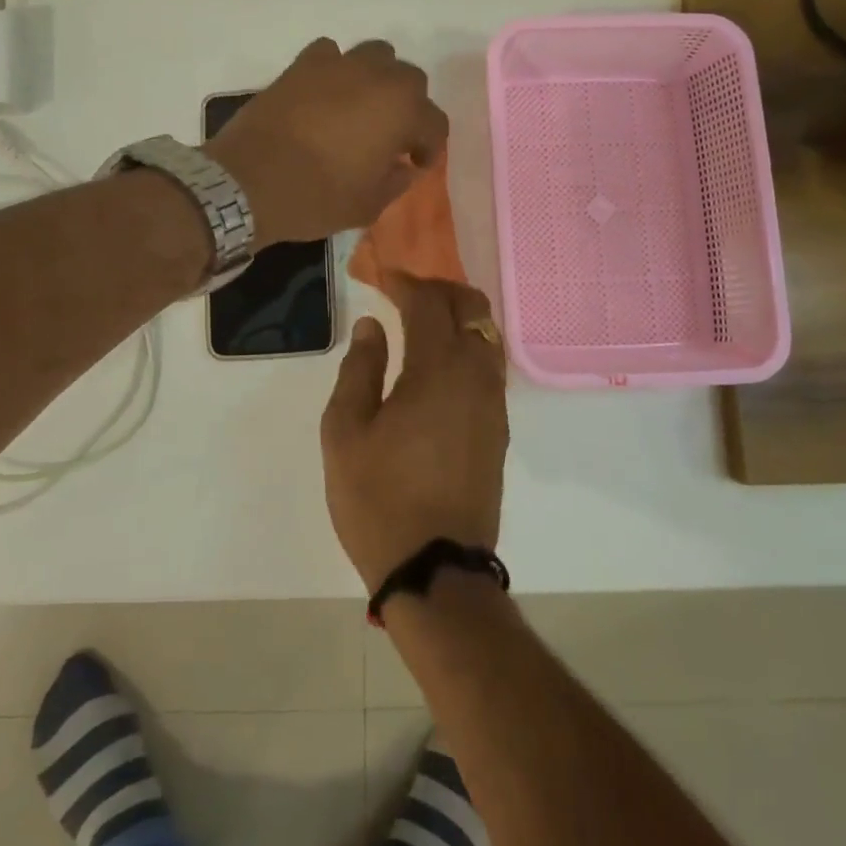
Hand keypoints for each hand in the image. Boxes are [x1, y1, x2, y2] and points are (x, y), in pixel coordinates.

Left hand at [206, 38, 447, 245]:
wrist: (247, 182)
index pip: (434, 122)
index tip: (416, 165)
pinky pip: (331, 54)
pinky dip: (336, 69)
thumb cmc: (316, 197)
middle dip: (409, 107)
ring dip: (378, 79)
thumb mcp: (368, 205)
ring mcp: (337, 65)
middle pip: (410, 80)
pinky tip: (327, 94)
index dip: (430, 147)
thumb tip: (403, 167)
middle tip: (392, 136)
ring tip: (363, 108)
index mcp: (401, 111)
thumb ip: (396, 181)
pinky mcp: (301, 65)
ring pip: (376, 55)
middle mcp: (376, 77)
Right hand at [320, 274, 508, 593]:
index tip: (382, 277)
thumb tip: (371, 326)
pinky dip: (468, 345)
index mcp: (437, 369)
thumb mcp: (346, 431)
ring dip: (458, 316)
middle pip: (470, 307)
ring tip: (421, 321)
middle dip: (438, 289)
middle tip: (404, 292)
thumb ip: (359, 369)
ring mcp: (493, 402)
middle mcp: (476, 375)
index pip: (429, 302)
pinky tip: (440, 362)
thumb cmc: (379, 498)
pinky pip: (489, 364)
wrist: (435, 567)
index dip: (405, 282)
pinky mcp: (499, 428)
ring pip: (486, 334)